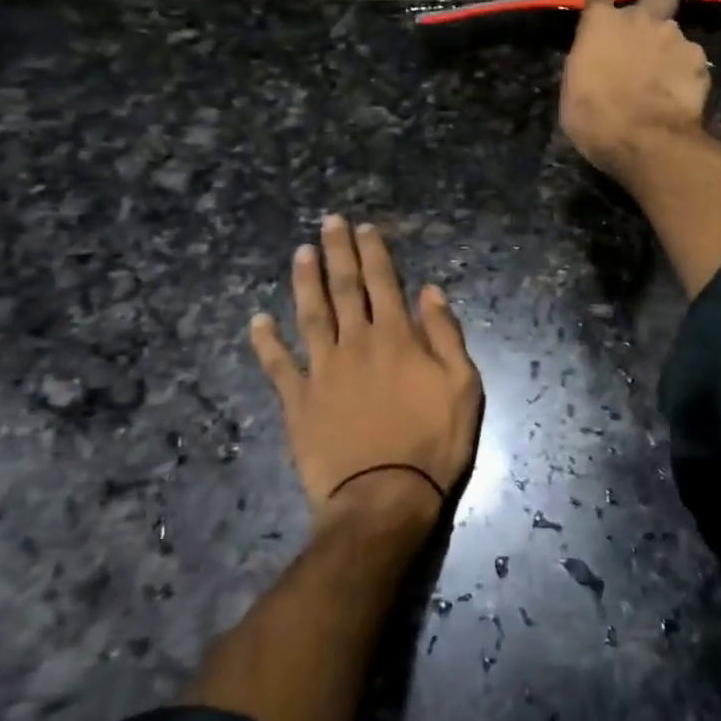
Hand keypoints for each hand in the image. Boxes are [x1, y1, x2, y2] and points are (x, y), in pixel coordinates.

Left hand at [250, 216, 481, 534]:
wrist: (384, 498)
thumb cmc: (433, 442)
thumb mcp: (463, 386)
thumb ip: (446, 335)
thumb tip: (430, 291)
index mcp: (397, 338)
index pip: (384, 283)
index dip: (374, 252)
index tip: (364, 227)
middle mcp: (356, 344)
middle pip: (345, 289)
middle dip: (338, 252)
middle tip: (329, 222)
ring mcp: (323, 372)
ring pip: (311, 316)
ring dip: (305, 282)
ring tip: (300, 253)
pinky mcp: (299, 402)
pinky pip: (278, 366)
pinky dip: (266, 343)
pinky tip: (256, 321)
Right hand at [560, 0, 711, 182]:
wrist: (645, 141)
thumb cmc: (595, 119)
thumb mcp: (573, 91)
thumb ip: (587, 62)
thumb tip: (596, 59)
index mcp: (602, 23)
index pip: (598, 1)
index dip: (600, 15)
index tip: (599, 30)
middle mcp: (641, 19)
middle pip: (654, 0)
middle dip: (653, 14)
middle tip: (646, 42)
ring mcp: (675, 37)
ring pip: (675, 34)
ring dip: (670, 50)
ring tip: (665, 79)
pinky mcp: (700, 60)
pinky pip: (692, 61)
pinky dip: (687, 73)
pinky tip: (681, 94)